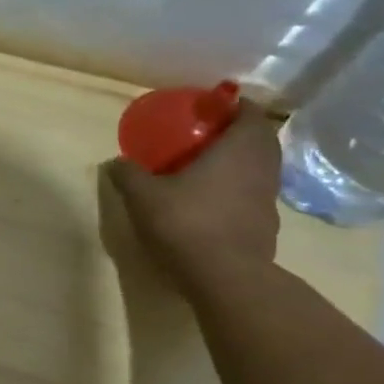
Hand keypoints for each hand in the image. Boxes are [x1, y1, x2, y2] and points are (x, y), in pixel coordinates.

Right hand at [103, 108, 281, 294]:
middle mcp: (262, 168)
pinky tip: (213, 201)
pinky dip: (239, 189)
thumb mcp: (143, 196)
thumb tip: (114, 162)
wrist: (225, 277)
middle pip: (260, 140)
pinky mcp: (266, 225)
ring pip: (260, 168)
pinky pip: (254, 194)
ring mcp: (268, 198)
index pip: (251, 114)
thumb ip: (129, 174)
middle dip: (238, 133)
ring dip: (241, 162)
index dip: (237, 106)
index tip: (215, 106)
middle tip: (208, 134)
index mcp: (239, 149)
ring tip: (209, 166)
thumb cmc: (186, 223)